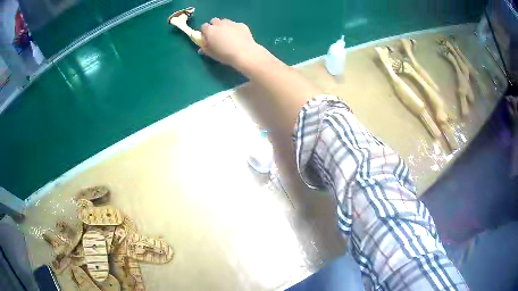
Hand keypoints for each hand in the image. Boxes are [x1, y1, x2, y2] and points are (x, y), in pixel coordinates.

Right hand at [200, 18, 260, 68]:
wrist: (244, 53)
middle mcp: (219, 23)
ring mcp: (231, 23)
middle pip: (214, 21)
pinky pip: (236, 25)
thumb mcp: (212, 54)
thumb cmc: (225, 55)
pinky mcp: (241, 24)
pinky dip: (235, 29)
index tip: (208, 37)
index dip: (205, 32)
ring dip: (224, 26)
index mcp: (210, 30)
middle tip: (218, 35)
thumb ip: (205, 49)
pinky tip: (239, 37)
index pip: (204, 26)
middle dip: (214, 26)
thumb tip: (202, 47)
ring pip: (225, 21)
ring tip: (228, 35)